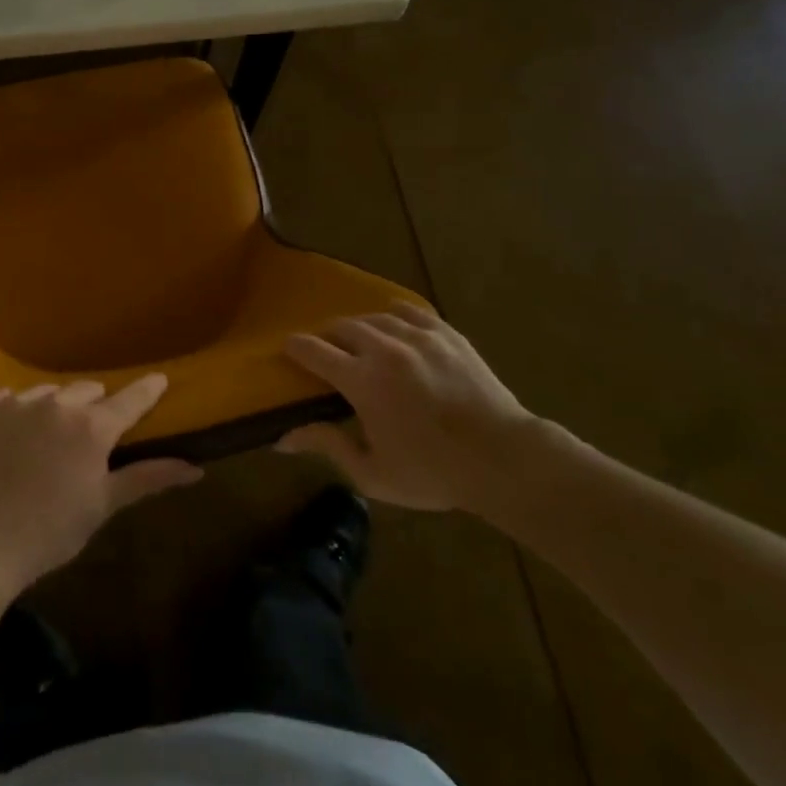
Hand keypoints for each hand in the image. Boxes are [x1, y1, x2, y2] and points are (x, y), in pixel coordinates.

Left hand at [0, 374, 202, 596]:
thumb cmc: (48, 531)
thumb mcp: (102, 506)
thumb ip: (148, 479)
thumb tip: (195, 468)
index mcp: (93, 427)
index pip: (131, 399)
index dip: (148, 390)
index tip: (160, 379)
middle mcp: (59, 404)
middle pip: (89, 390)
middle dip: (97, 407)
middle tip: (92, 435)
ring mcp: (20, 403)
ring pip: (51, 392)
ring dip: (59, 407)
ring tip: (51, 437)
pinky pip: (13, 397)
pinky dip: (22, 410)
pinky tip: (17, 434)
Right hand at [278, 304, 538, 514]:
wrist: (504, 459)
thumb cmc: (433, 473)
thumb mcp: (372, 473)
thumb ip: (327, 446)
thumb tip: (282, 438)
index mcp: (361, 380)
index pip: (313, 351)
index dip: (295, 348)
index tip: (288, 350)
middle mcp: (384, 348)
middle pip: (341, 326)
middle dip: (327, 337)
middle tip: (327, 353)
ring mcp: (417, 336)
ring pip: (373, 317)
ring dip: (359, 327)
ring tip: (360, 341)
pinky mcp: (445, 333)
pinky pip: (409, 311)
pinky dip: (393, 317)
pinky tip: (394, 327)